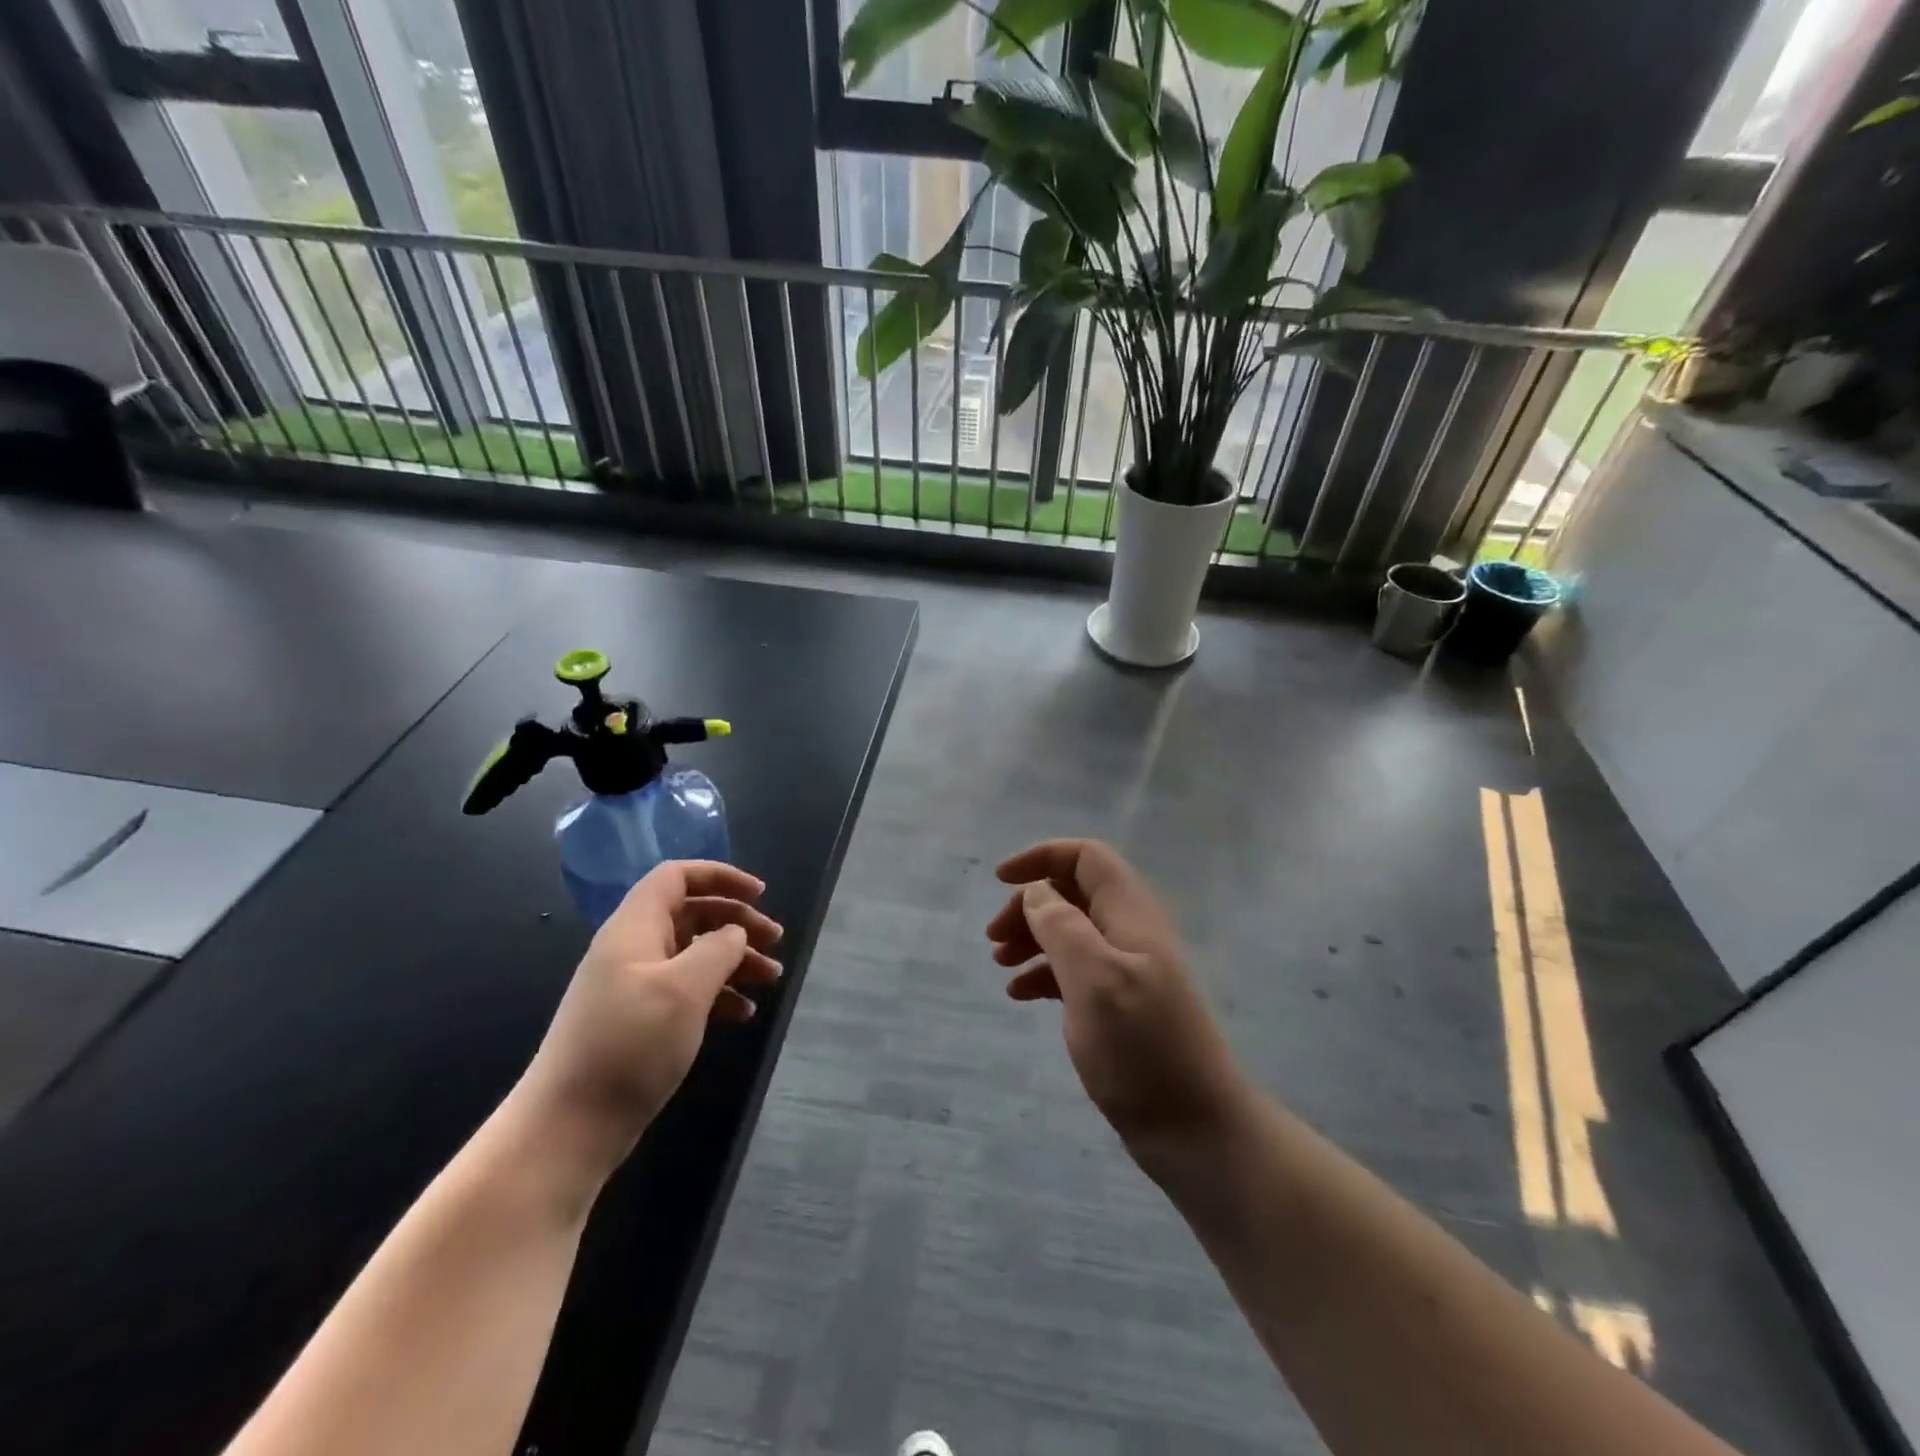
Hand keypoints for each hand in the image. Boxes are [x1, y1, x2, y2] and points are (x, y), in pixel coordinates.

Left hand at [512, 861, 782, 1188]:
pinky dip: (717, 993)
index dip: (721, 876)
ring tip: (771, 978)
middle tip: (775, 940)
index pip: (677, 876)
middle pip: (691, 913)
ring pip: (693, 953)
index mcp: (634, 928)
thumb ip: (717, 949)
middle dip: (736, 921)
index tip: (761, 895)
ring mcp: (633, 986)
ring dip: (734, 959)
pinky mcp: (637, 1021)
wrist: (568, 1128)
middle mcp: (632, 949)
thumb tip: (733, 932)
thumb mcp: (684, 989)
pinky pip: (685, 989)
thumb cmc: (629, 1046)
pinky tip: (743, 1013)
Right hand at [987, 839, 1246, 1151]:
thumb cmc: (1141, 1047)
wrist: (1193, 1128)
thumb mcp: (1094, 978)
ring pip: (1070, 931)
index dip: (1042, 857)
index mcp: (1130, 913)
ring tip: (1000, 965)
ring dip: (1032, 937)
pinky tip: (1019, 994)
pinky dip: (1043, 973)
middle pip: (1073, 892)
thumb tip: (1037, 891)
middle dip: (1030, 904)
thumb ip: (1062, 926)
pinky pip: (1074, 970)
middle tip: (994, 938)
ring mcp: (1125, 969)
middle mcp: (1129, 932)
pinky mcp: (1118, 1004)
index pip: (1086, 857)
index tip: (1000, 881)